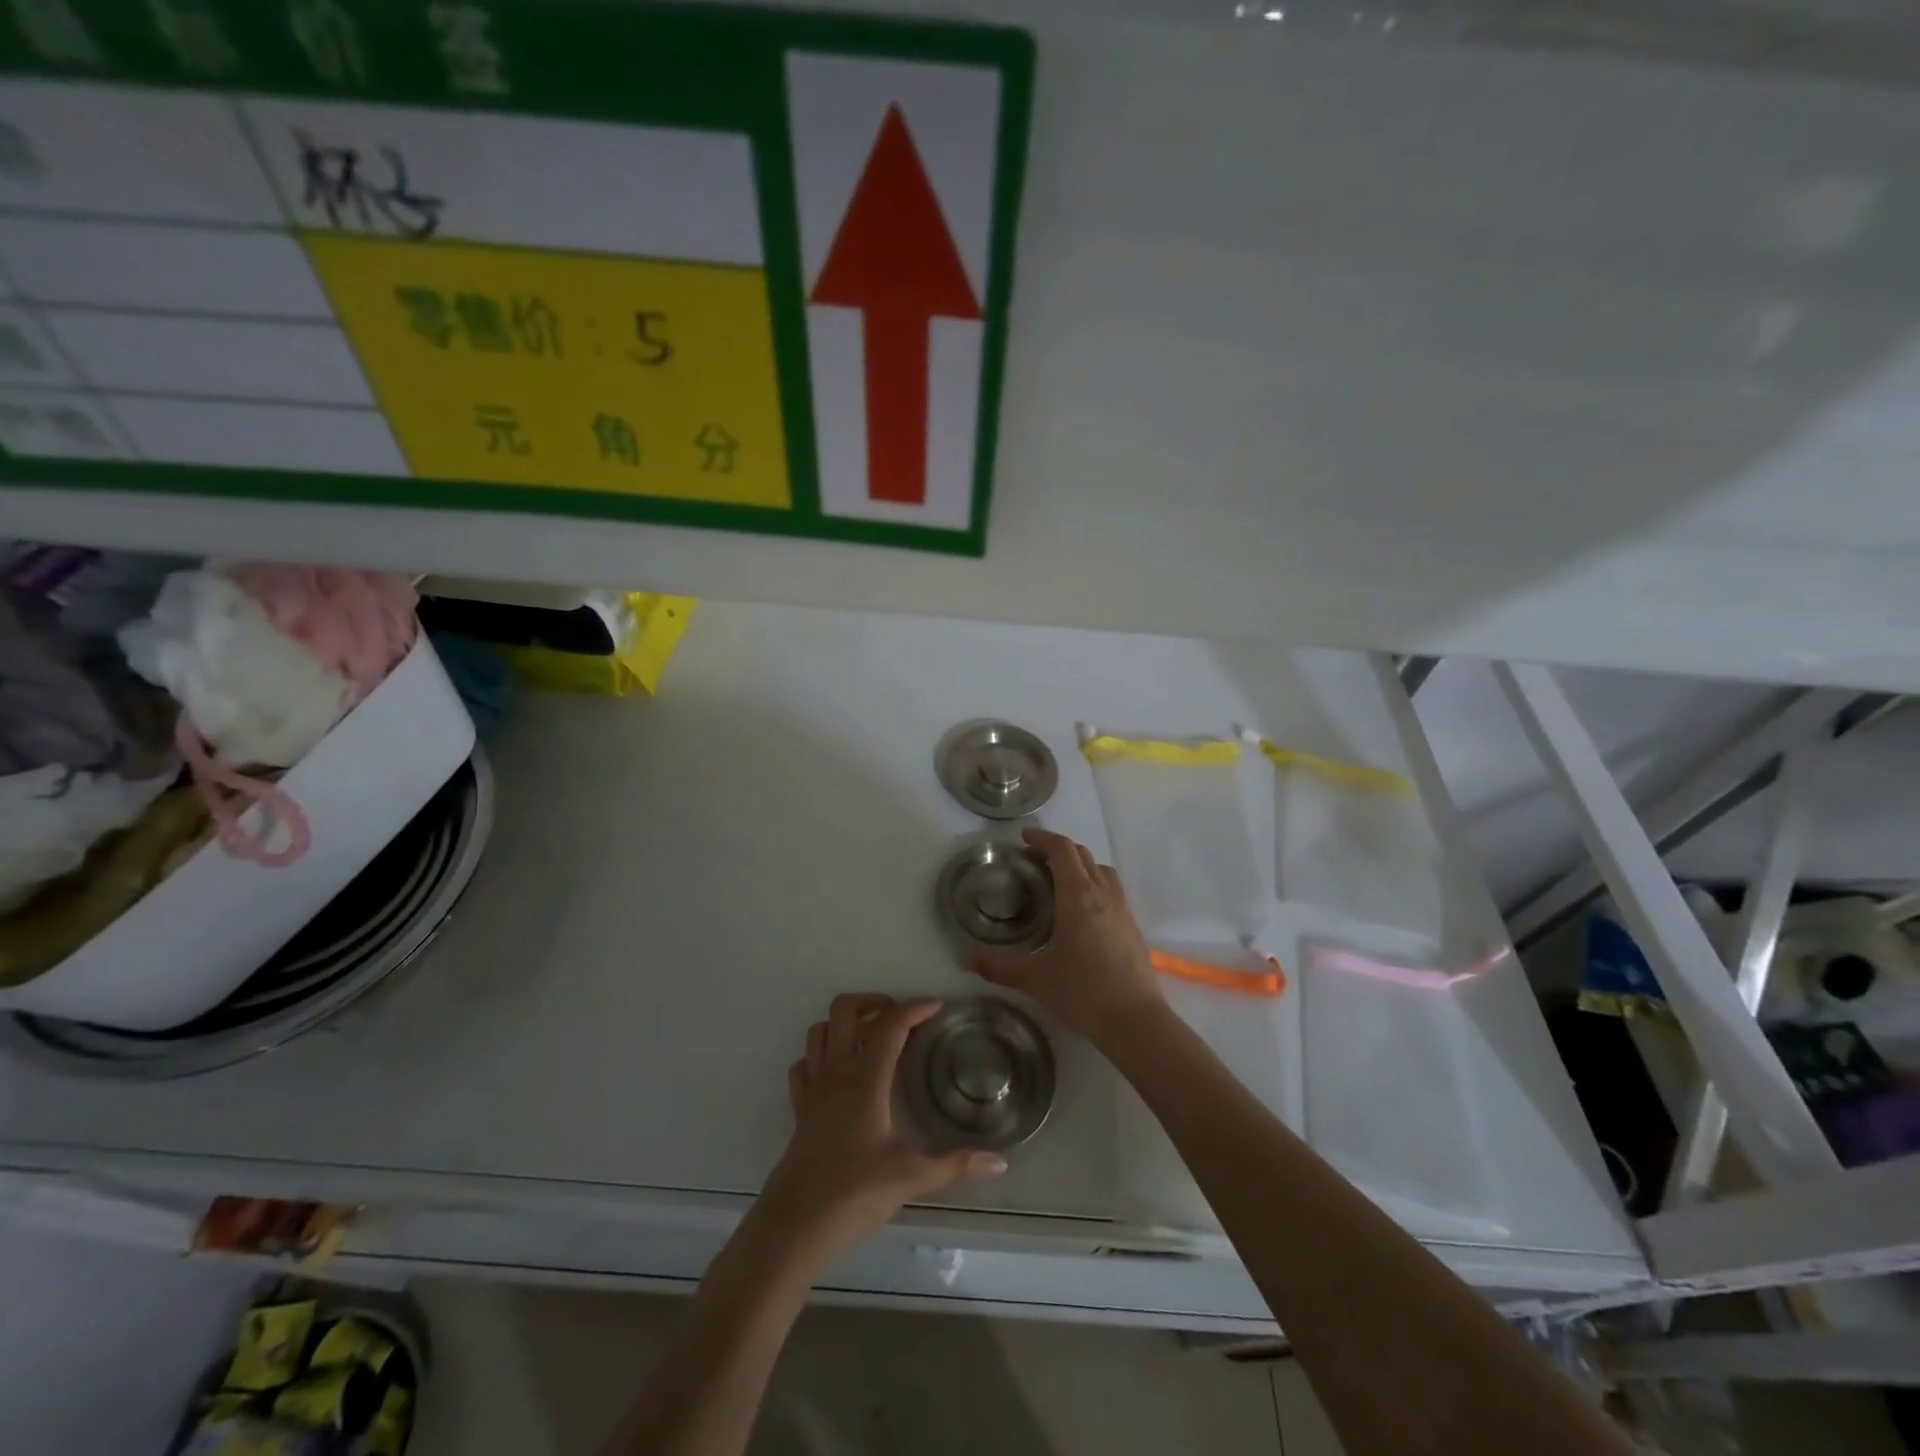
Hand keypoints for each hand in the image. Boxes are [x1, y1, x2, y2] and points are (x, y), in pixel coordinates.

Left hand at [760, 995, 1006, 1265]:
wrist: (793, 1227)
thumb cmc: (853, 1195)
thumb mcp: (911, 1177)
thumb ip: (956, 1165)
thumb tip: (1000, 1162)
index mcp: (865, 1079)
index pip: (889, 1025)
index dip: (915, 1008)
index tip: (938, 1007)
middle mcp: (836, 1073)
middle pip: (844, 1010)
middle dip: (874, 1002)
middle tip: (901, 1019)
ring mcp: (813, 1089)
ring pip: (820, 1031)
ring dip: (845, 1024)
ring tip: (872, 1038)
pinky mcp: (799, 1110)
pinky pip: (805, 1065)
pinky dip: (821, 1056)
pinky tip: (840, 1072)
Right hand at [967, 829, 1165, 1048]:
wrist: (1135, 1021)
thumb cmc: (1082, 993)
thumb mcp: (1034, 979)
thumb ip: (997, 967)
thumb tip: (964, 959)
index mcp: (1077, 896)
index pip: (1062, 850)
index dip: (1042, 839)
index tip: (1023, 840)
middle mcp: (1102, 893)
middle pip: (1082, 854)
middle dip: (1057, 850)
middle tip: (1033, 863)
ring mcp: (1122, 908)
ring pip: (1101, 869)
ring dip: (1079, 865)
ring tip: (1059, 882)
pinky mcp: (1132, 925)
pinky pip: (1112, 888)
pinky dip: (1094, 883)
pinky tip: (1082, 911)